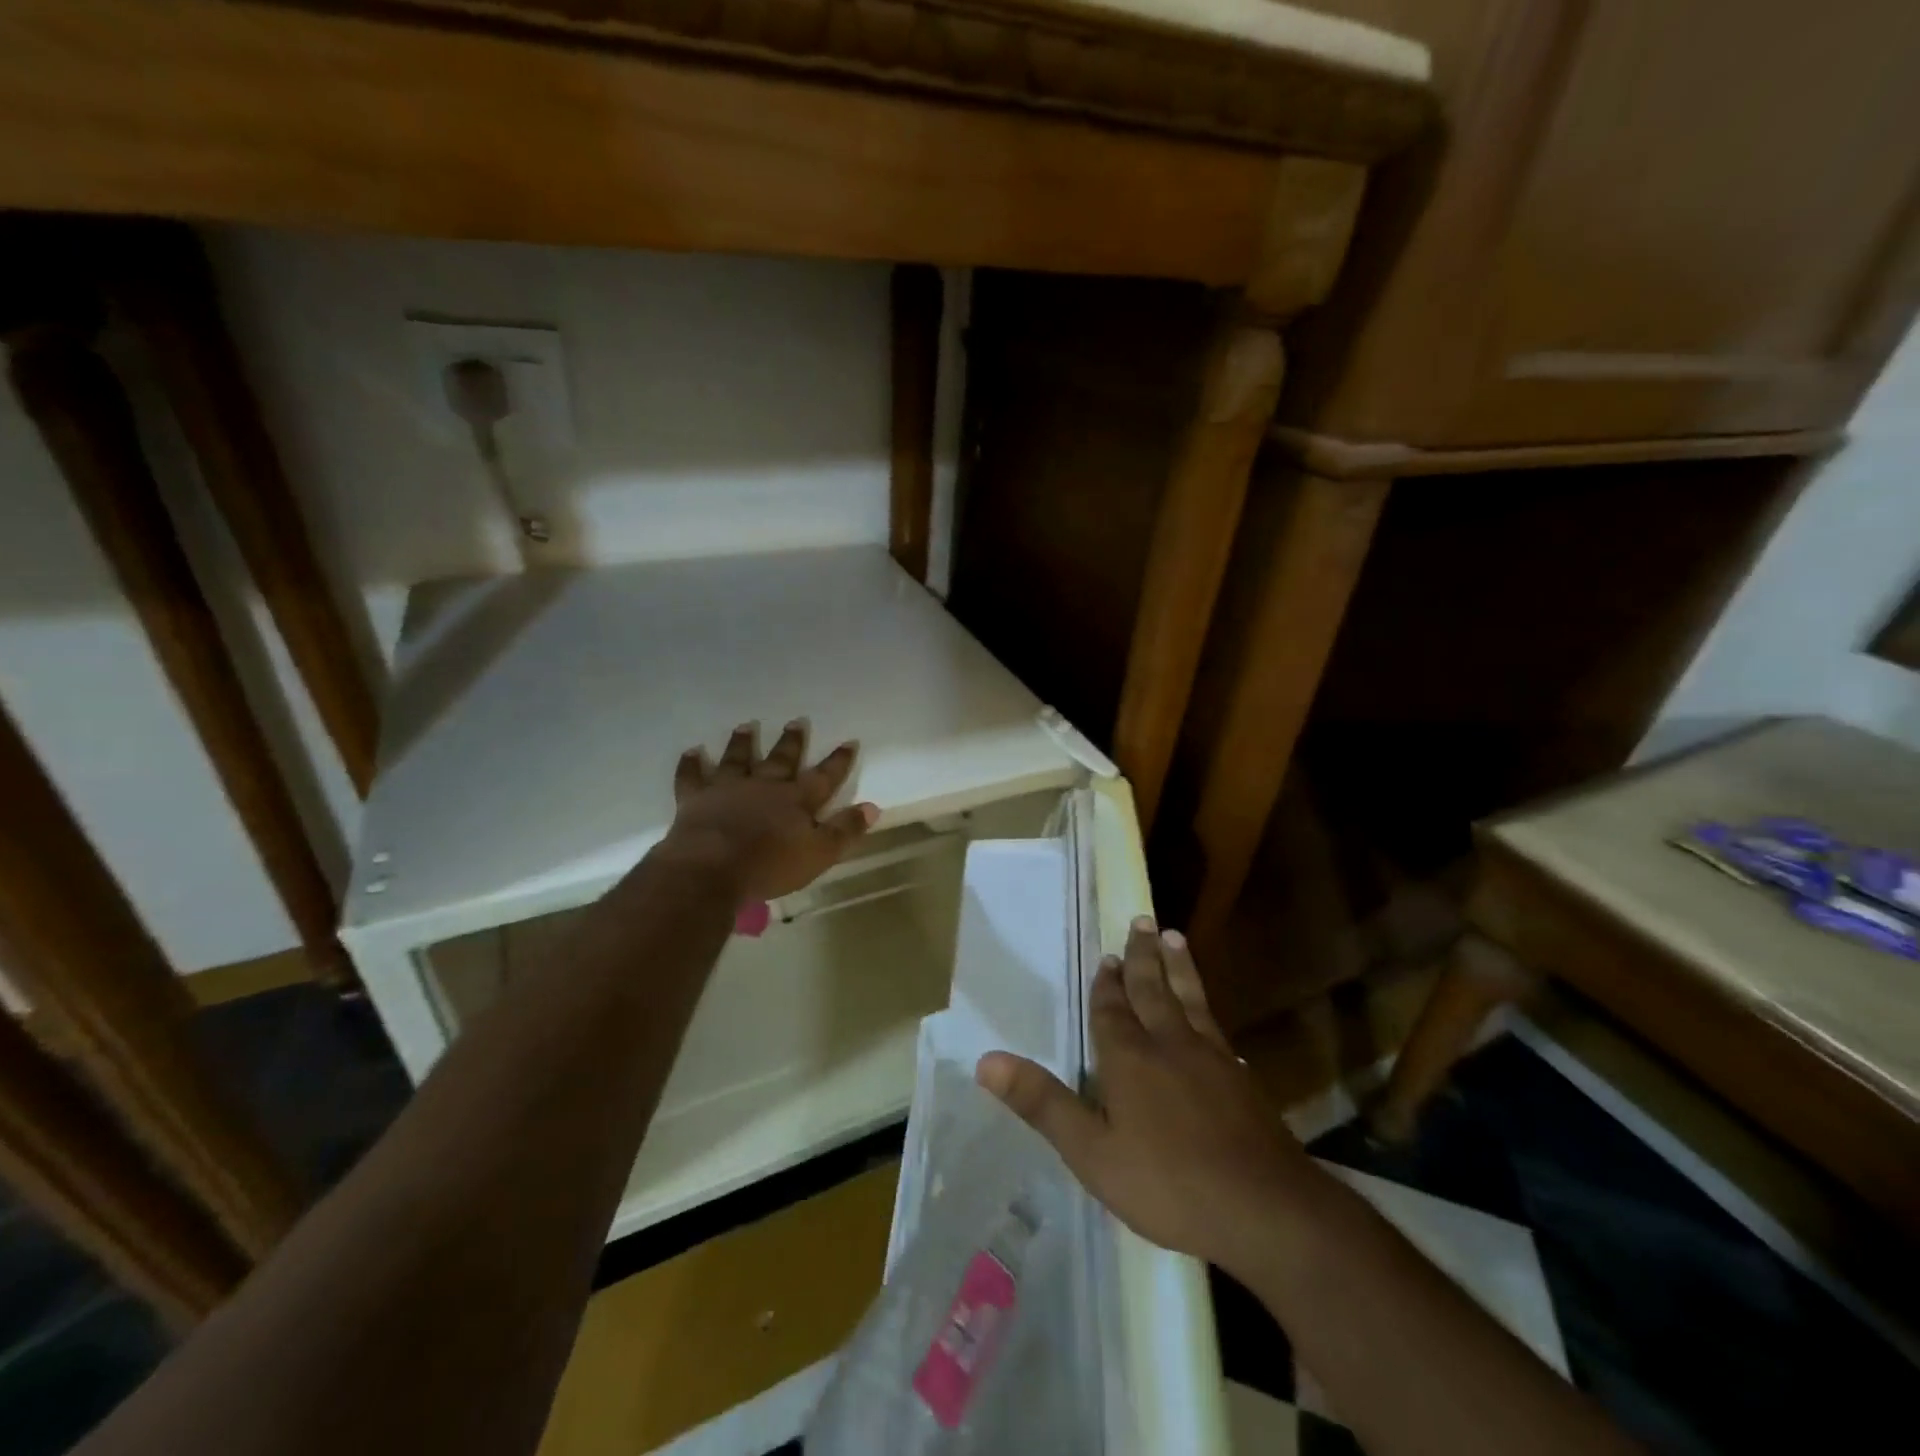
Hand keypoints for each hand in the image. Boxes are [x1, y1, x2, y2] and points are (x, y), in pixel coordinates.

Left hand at [663, 721, 878, 901]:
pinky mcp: (695, 799)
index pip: (824, 776)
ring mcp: (728, 789)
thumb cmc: (769, 865)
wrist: (710, 870)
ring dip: (743, 743)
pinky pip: (692, 777)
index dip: (838, 760)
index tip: (850, 741)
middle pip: (781, 759)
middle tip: (797, 720)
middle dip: (792, 741)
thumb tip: (872, 807)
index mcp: (796, 800)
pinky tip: (692, 752)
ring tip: (746, 726)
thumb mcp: (819, 853)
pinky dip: (692, 764)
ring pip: (738, 759)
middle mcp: (764, 785)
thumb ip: (844, 829)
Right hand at [977, 918, 1312, 1282]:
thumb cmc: (1168, 1183)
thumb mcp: (1091, 1152)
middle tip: (1142, 920)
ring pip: (1189, 999)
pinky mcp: (1242, 1079)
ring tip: (1174, 936)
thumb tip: (986, 1060)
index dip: (1107, 984)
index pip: (1112, 1010)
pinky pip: (1217, 1030)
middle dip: (1143, 956)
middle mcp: (1170, 1045)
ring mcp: (1212, 1058)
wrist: (1264, 1210)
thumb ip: (1042, 1103)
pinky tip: (1211, 1016)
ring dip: (1179, 967)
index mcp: (1130, 1058)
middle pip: (1153, 990)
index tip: (1109, 955)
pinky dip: (1208, 1010)